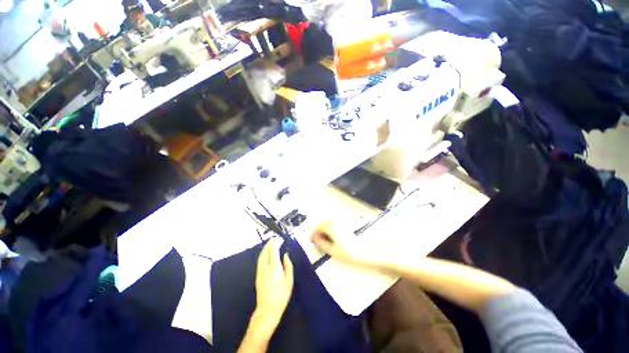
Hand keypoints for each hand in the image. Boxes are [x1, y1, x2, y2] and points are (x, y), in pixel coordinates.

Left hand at [253, 238, 293, 333]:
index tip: (281, 239)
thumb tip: (286, 255)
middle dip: (271, 242)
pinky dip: (263, 253)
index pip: (274, 250)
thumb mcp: (289, 281)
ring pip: (261, 254)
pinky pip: (260, 260)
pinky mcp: (257, 274)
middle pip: (266, 250)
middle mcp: (266, 266)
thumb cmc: (281, 295)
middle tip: (276, 238)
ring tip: (271, 243)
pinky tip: (266, 252)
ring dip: (266, 247)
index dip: (277, 242)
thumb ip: (288, 265)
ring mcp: (260, 270)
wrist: (267, 309)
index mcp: (274, 267)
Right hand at [310, 222, 389, 267]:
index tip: (311, 241)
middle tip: (317, 242)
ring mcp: (341, 223)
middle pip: (321, 223)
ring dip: (323, 231)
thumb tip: (312, 238)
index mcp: (331, 227)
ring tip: (324, 242)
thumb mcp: (332, 251)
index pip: (317, 225)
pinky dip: (330, 231)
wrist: (367, 253)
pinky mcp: (345, 226)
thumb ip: (321, 243)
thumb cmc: (349, 254)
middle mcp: (335, 222)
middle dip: (317, 231)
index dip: (312, 233)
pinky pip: (333, 225)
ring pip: (327, 224)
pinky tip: (332, 239)